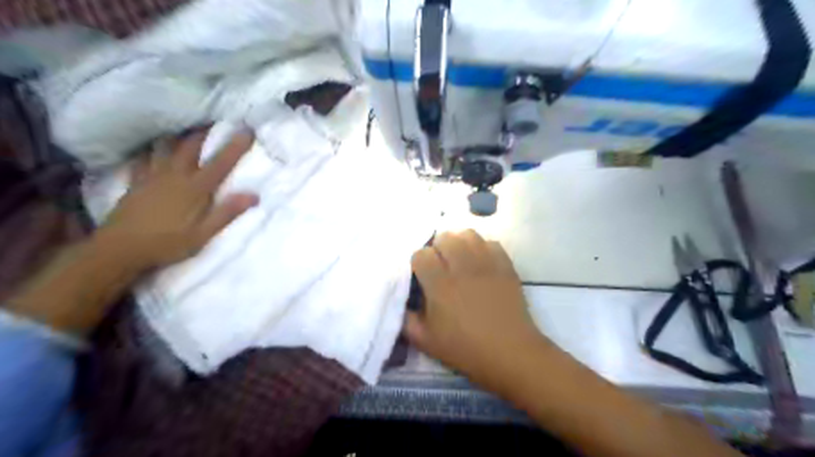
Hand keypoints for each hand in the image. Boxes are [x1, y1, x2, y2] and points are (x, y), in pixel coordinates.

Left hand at [96, 126, 256, 271]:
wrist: (120, 250)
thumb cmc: (167, 244)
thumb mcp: (203, 234)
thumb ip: (227, 213)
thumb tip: (254, 195)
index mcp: (195, 189)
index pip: (220, 163)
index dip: (235, 146)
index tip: (246, 130)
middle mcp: (174, 176)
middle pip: (189, 147)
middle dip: (203, 131)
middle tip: (213, 119)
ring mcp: (152, 177)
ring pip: (164, 147)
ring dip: (175, 134)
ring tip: (181, 123)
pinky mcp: (136, 182)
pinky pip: (142, 159)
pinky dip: (149, 150)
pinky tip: (150, 147)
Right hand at [404, 232, 549, 391]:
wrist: (510, 353)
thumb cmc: (465, 349)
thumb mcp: (425, 341)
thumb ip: (405, 318)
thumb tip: (400, 300)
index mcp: (440, 284)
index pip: (421, 254)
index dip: (419, 263)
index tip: (423, 277)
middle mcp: (462, 267)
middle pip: (444, 237)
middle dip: (438, 249)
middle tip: (441, 266)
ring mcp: (487, 263)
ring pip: (468, 234)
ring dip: (459, 243)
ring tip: (460, 260)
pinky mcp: (505, 265)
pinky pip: (491, 243)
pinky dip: (482, 248)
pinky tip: (481, 264)